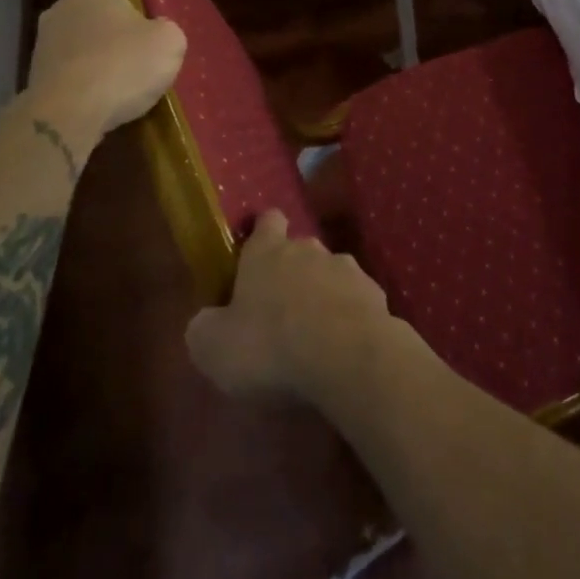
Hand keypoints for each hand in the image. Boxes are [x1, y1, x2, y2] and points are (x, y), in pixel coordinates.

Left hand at [28, 0, 185, 138]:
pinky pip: (62, 77)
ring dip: (87, 57)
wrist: (70, 115)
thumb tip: (155, 31)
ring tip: (116, 80)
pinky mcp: (35, 85)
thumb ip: (163, 30)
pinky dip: (79, 86)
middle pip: (73, 10)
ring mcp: (41, 51)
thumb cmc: (123, 63)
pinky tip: (101, 103)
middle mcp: (57, 14)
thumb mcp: (168, 42)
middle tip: (126, 44)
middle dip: (95, 24)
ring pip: (67, 45)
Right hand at [186, 211, 402, 405]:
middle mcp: (308, 249)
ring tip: (314, 332)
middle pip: (299, 249)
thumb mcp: (214, 348)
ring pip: (330, 274)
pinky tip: (342, 346)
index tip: (257, 250)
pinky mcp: (375, 294)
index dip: (263, 232)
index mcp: (267, 252)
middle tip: (280, 308)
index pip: (267, 221)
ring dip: (322, 294)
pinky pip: (356, 301)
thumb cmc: (271, 346)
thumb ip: (205, 328)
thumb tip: (207, 321)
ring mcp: (347, 268)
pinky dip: (348, 316)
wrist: (347, 357)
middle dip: (292, 271)